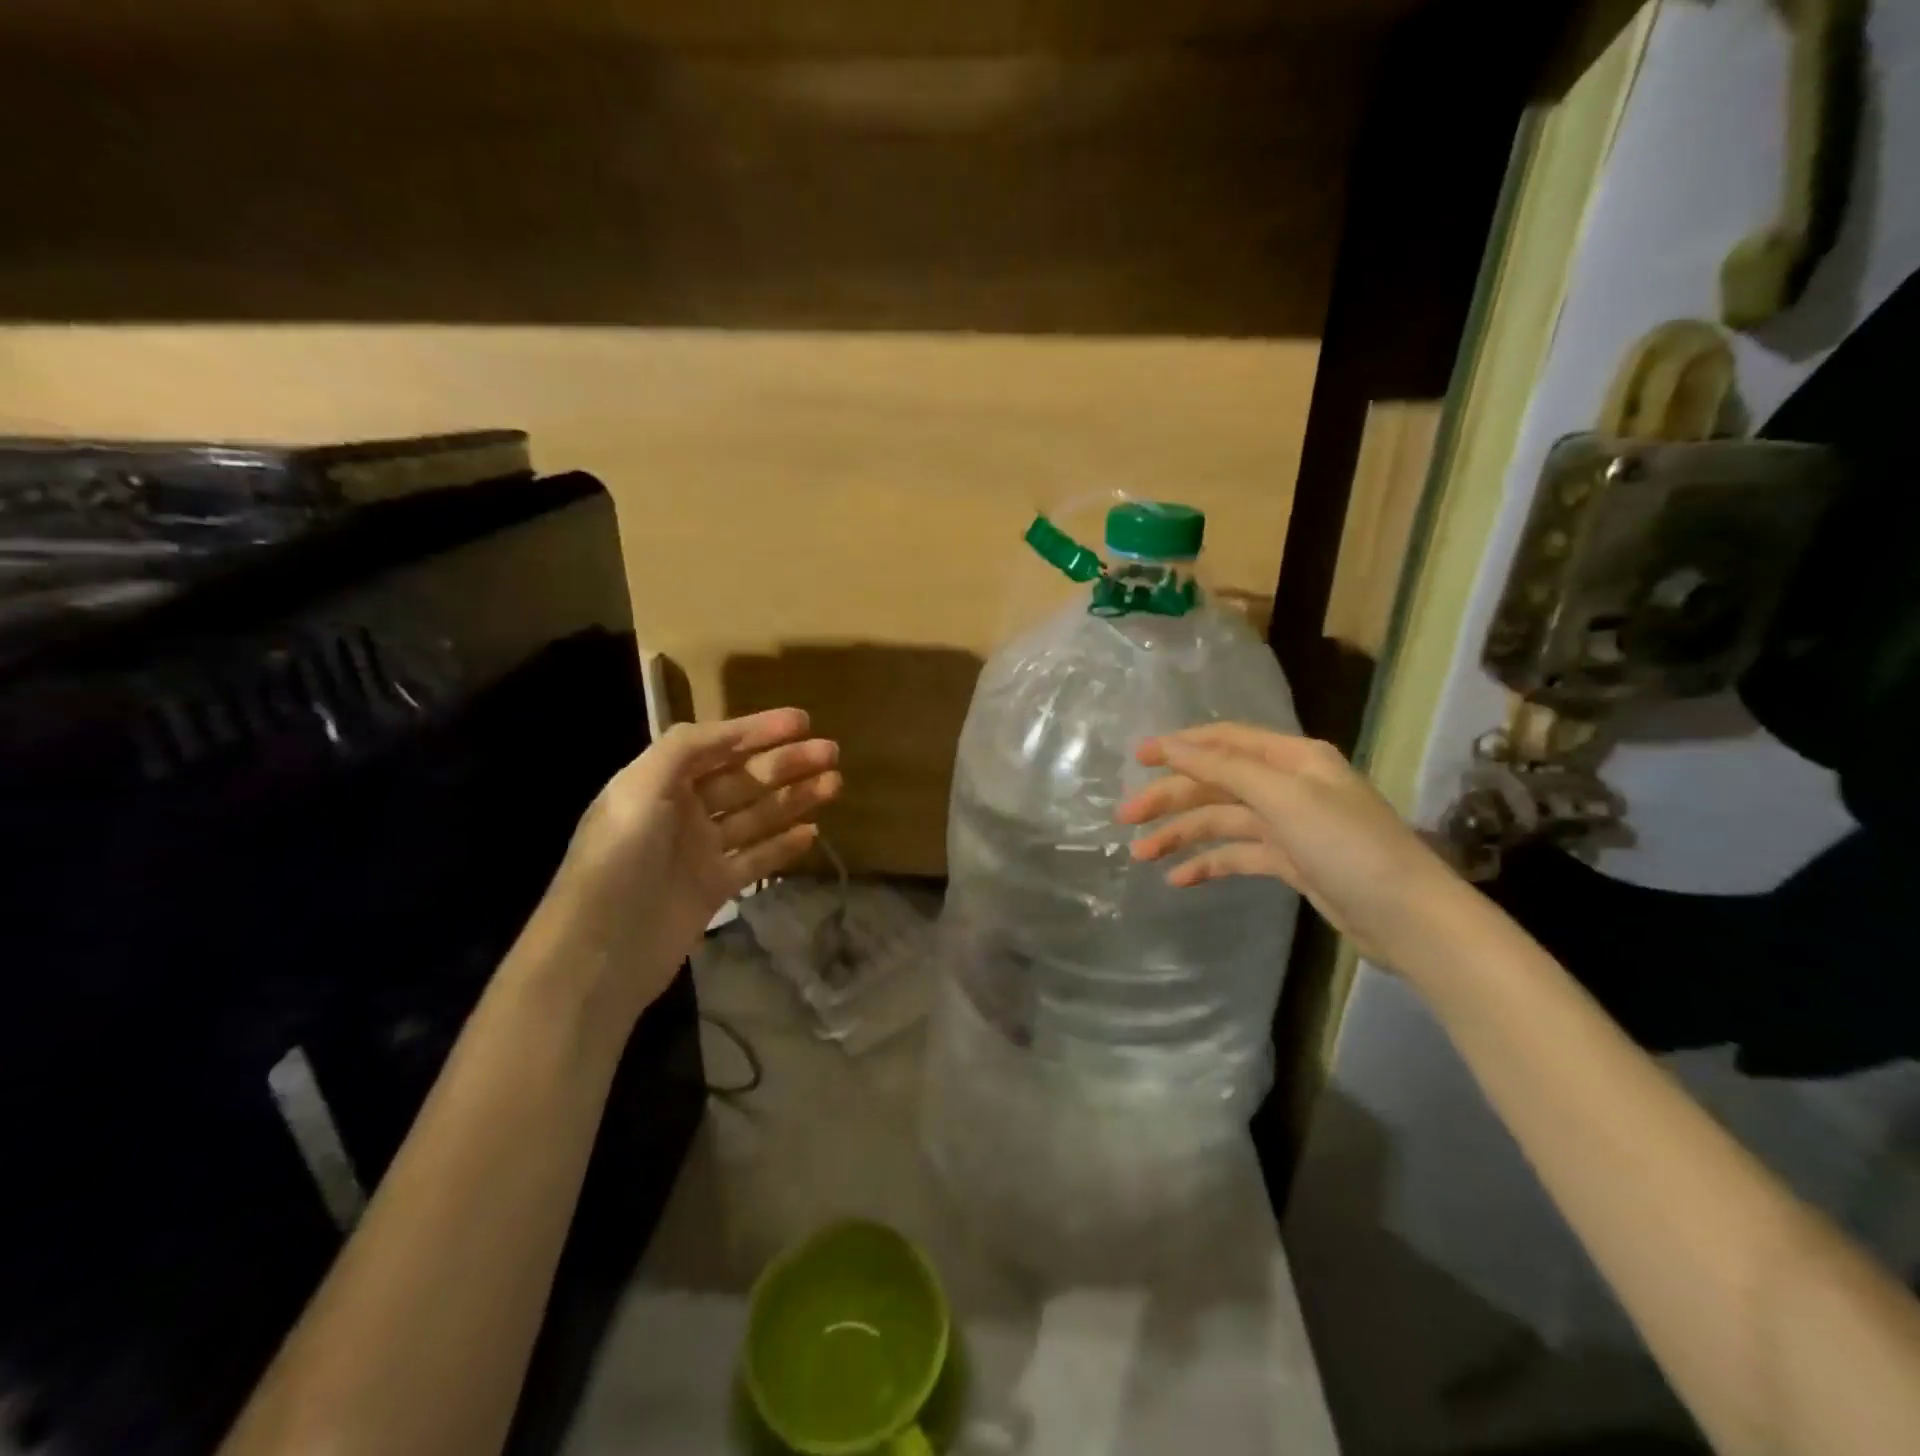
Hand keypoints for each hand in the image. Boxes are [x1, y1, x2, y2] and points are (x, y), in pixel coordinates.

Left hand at [526, 708, 839, 1022]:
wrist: (600, 951)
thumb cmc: (619, 859)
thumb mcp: (641, 789)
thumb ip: (685, 749)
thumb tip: (731, 730)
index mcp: (660, 783)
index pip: (717, 745)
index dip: (758, 729)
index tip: (803, 720)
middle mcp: (681, 812)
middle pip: (744, 778)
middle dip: (786, 762)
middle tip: (831, 752)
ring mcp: (699, 851)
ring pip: (756, 816)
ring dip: (794, 798)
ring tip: (834, 784)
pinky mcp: (714, 889)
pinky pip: (756, 859)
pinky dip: (783, 845)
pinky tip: (812, 832)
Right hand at [1114, 724, 1465, 970]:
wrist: (1409, 919)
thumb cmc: (1347, 846)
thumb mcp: (1284, 798)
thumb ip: (1225, 768)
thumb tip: (1173, 745)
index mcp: (1292, 759)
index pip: (1224, 741)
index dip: (1179, 746)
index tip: (1136, 759)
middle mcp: (1289, 784)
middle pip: (1216, 782)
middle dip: (1170, 798)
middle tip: (1124, 818)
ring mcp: (1290, 824)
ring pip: (1222, 820)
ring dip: (1181, 835)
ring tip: (1140, 855)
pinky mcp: (1291, 861)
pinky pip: (1238, 854)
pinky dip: (1209, 863)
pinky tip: (1179, 879)